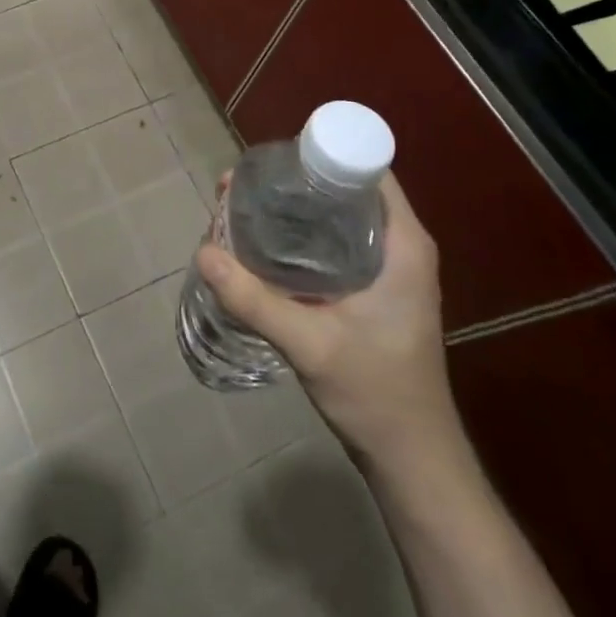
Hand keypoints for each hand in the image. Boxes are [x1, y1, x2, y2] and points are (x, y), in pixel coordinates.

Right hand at [194, 172, 461, 472]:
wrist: (412, 461)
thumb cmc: (376, 395)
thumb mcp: (311, 344)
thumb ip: (254, 299)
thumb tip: (203, 250)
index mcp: (402, 243)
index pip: (366, 168)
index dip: (318, 154)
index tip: (269, 162)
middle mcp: (398, 245)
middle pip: (342, 189)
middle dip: (290, 184)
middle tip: (238, 189)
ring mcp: (385, 268)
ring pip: (333, 217)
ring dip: (289, 211)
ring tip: (239, 211)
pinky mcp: (371, 289)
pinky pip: (331, 242)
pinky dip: (297, 237)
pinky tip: (259, 247)